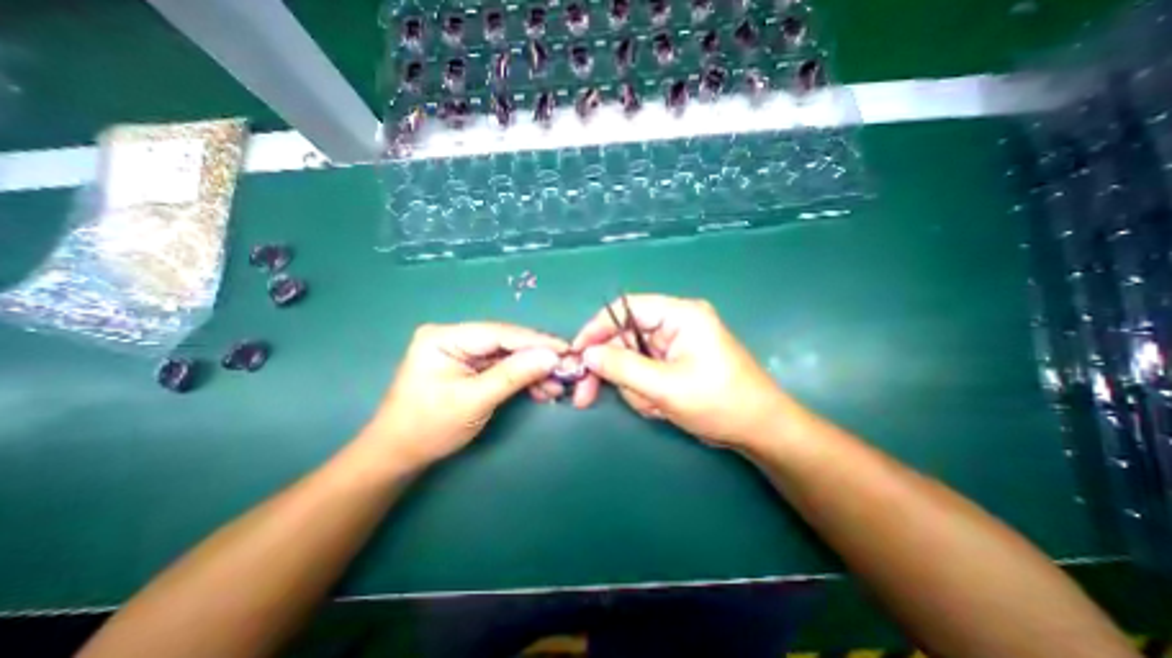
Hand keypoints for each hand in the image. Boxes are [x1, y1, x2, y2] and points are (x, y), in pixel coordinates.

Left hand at [366, 321, 567, 466]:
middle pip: (506, 343)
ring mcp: (463, 351)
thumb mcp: (474, 400)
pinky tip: (541, 388)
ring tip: (556, 386)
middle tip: (566, 370)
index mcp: (445, 337)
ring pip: (508, 355)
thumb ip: (514, 375)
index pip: (500, 333)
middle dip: (537, 358)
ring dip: (533, 370)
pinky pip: (503, 367)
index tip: (566, 350)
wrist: (399, 454)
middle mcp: (455, 337)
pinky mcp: (471, 366)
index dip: (536, 341)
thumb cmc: (429, 427)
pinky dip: (522, 378)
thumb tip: (552, 357)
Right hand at [571, 295, 785, 449]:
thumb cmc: (719, 403)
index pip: (626, 309)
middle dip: (611, 369)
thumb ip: (622, 367)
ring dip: (633, 387)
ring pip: (631, 360)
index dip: (597, 328)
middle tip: (586, 396)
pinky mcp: (674, 363)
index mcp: (679, 315)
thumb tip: (587, 354)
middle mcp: (675, 323)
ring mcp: (674, 344)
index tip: (576, 353)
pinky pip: (644, 372)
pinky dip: (644, 393)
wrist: (759, 430)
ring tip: (653, 407)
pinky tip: (660, 408)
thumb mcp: (666, 387)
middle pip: (624, 337)